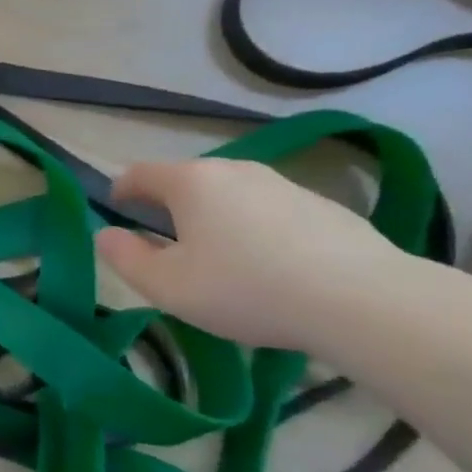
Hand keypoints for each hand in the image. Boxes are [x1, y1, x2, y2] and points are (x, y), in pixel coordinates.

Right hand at [94, 159, 416, 350]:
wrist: (365, 301)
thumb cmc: (247, 288)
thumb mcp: (167, 286)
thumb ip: (125, 258)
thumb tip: (106, 235)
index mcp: (190, 182)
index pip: (139, 173)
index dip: (120, 189)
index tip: (116, 208)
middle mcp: (234, 170)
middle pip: (186, 181)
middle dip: (168, 205)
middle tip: (165, 242)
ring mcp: (282, 184)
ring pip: (231, 195)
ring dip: (215, 217)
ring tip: (221, 258)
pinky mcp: (323, 206)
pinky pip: (270, 211)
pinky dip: (257, 229)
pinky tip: (271, 267)